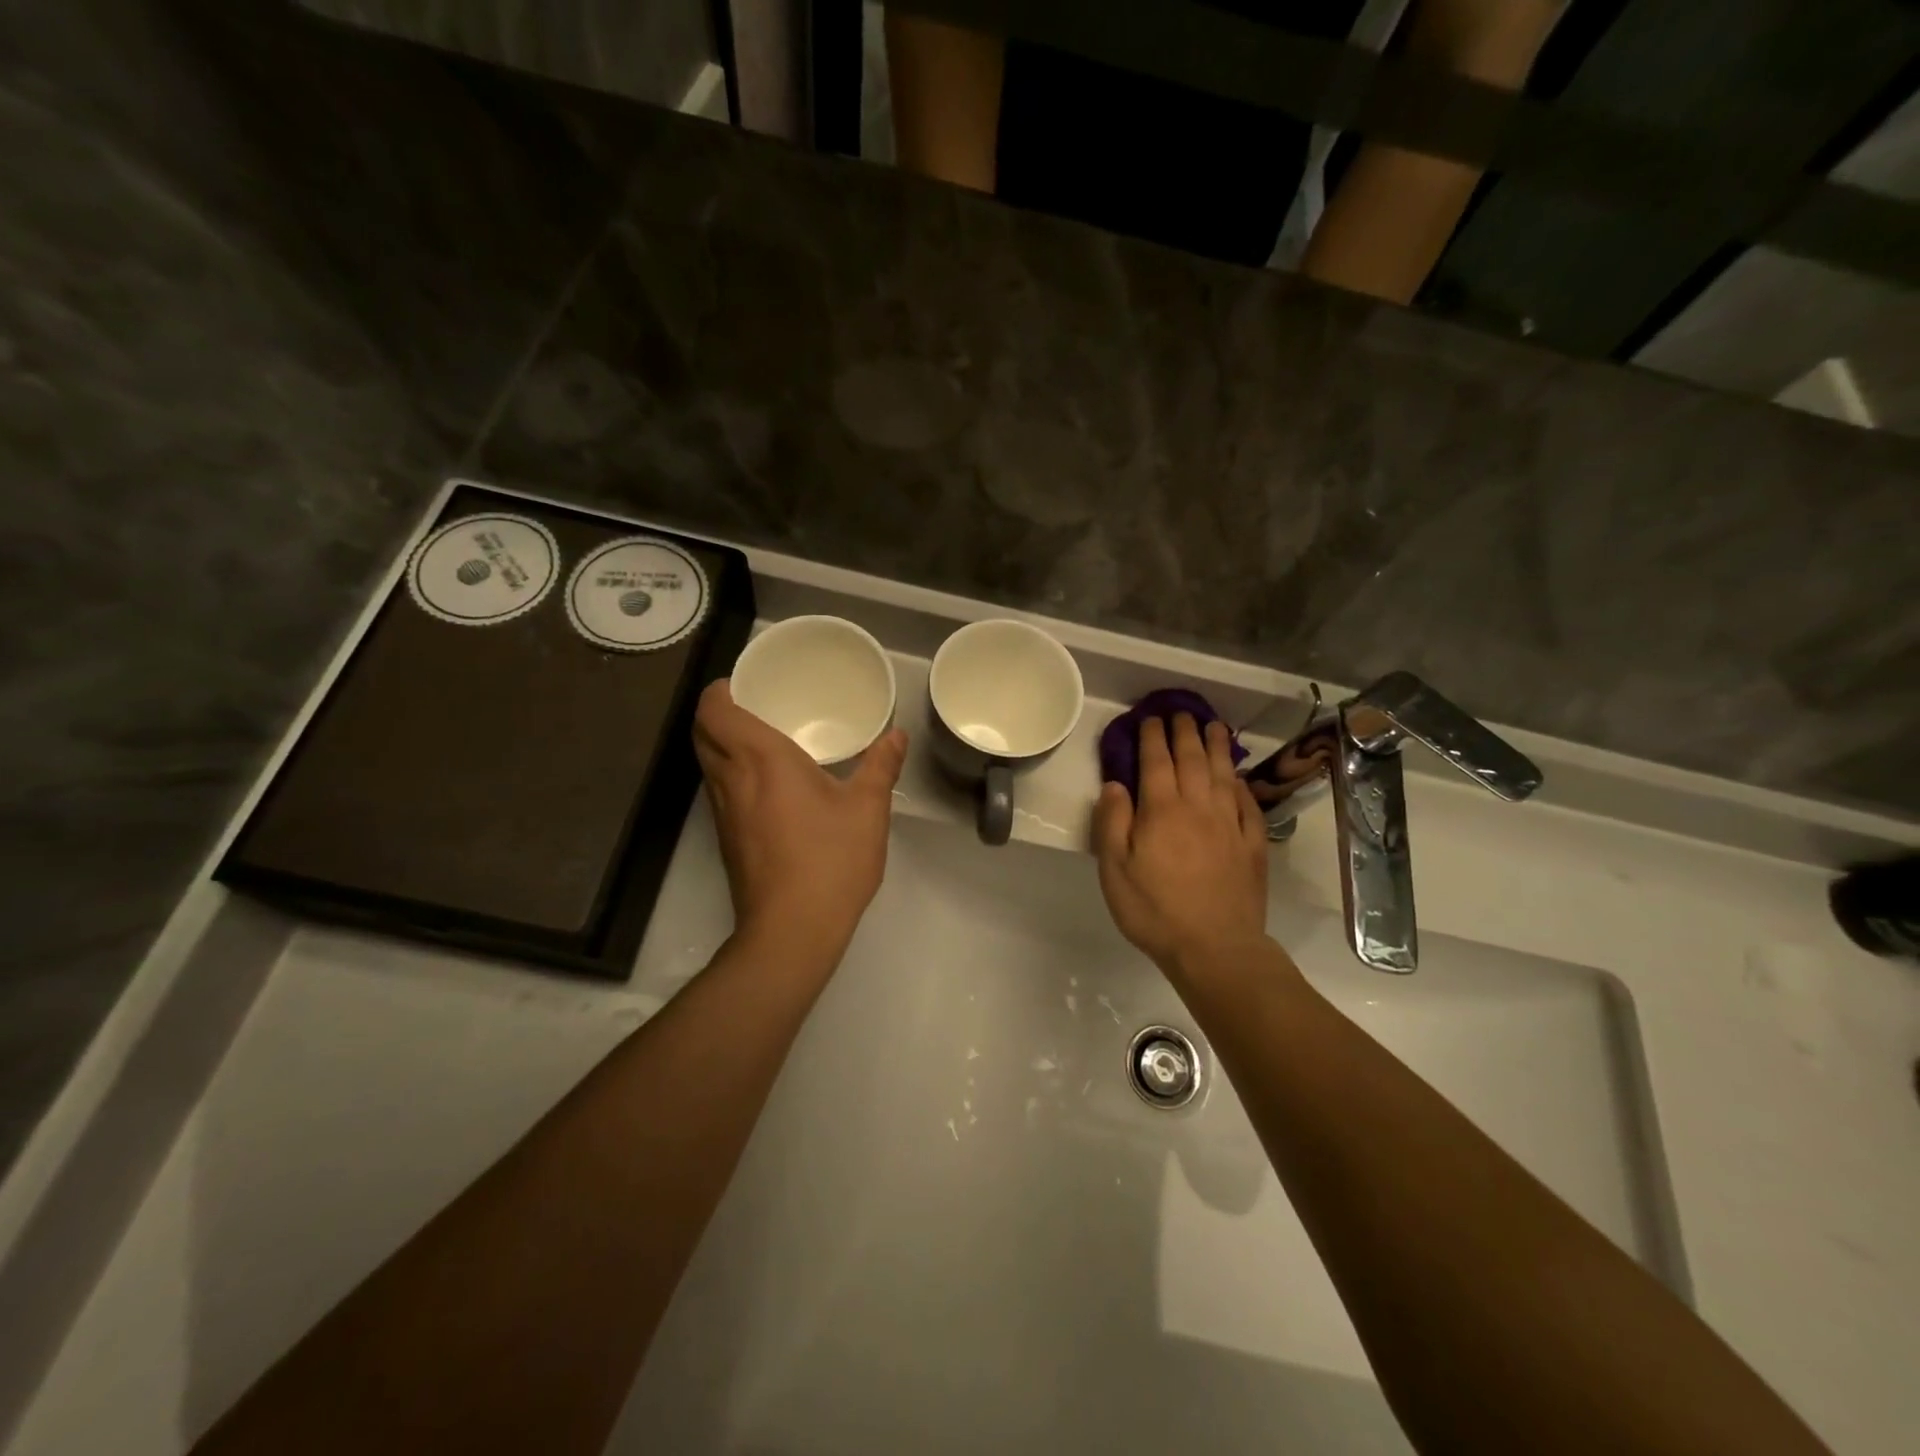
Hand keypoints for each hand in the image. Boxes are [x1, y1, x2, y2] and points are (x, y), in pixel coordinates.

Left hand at [692, 681, 906, 962]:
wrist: (791, 930)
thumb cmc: (830, 860)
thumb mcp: (867, 809)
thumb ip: (881, 765)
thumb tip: (896, 734)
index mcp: (761, 759)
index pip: (715, 711)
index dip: (719, 690)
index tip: (743, 682)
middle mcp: (731, 780)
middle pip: (702, 733)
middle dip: (716, 712)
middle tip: (753, 703)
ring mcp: (722, 813)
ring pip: (706, 763)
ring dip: (720, 743)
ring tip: (759, 738)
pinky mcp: (725, 839)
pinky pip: (718, 790)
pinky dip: (730, 773)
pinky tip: (765, 785)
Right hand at [1094, 714, 1269, 976]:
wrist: (1215, 947)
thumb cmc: (1155, 910)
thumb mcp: (1115, 870)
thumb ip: (1113, 822)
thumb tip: (1115, 785)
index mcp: (1162, 810)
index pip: (1156, 761)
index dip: (1152, 737)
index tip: (1150, 719)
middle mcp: (1198, 807)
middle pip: (1192, 759)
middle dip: (1184, 732)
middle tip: (1180, 714)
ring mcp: (1230, 824)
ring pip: (1222, 774)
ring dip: (1216, 747)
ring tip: (1213, 727)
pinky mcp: (1252, 844)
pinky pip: (1246, 803)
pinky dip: (1239, 784)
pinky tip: (1236, 777)